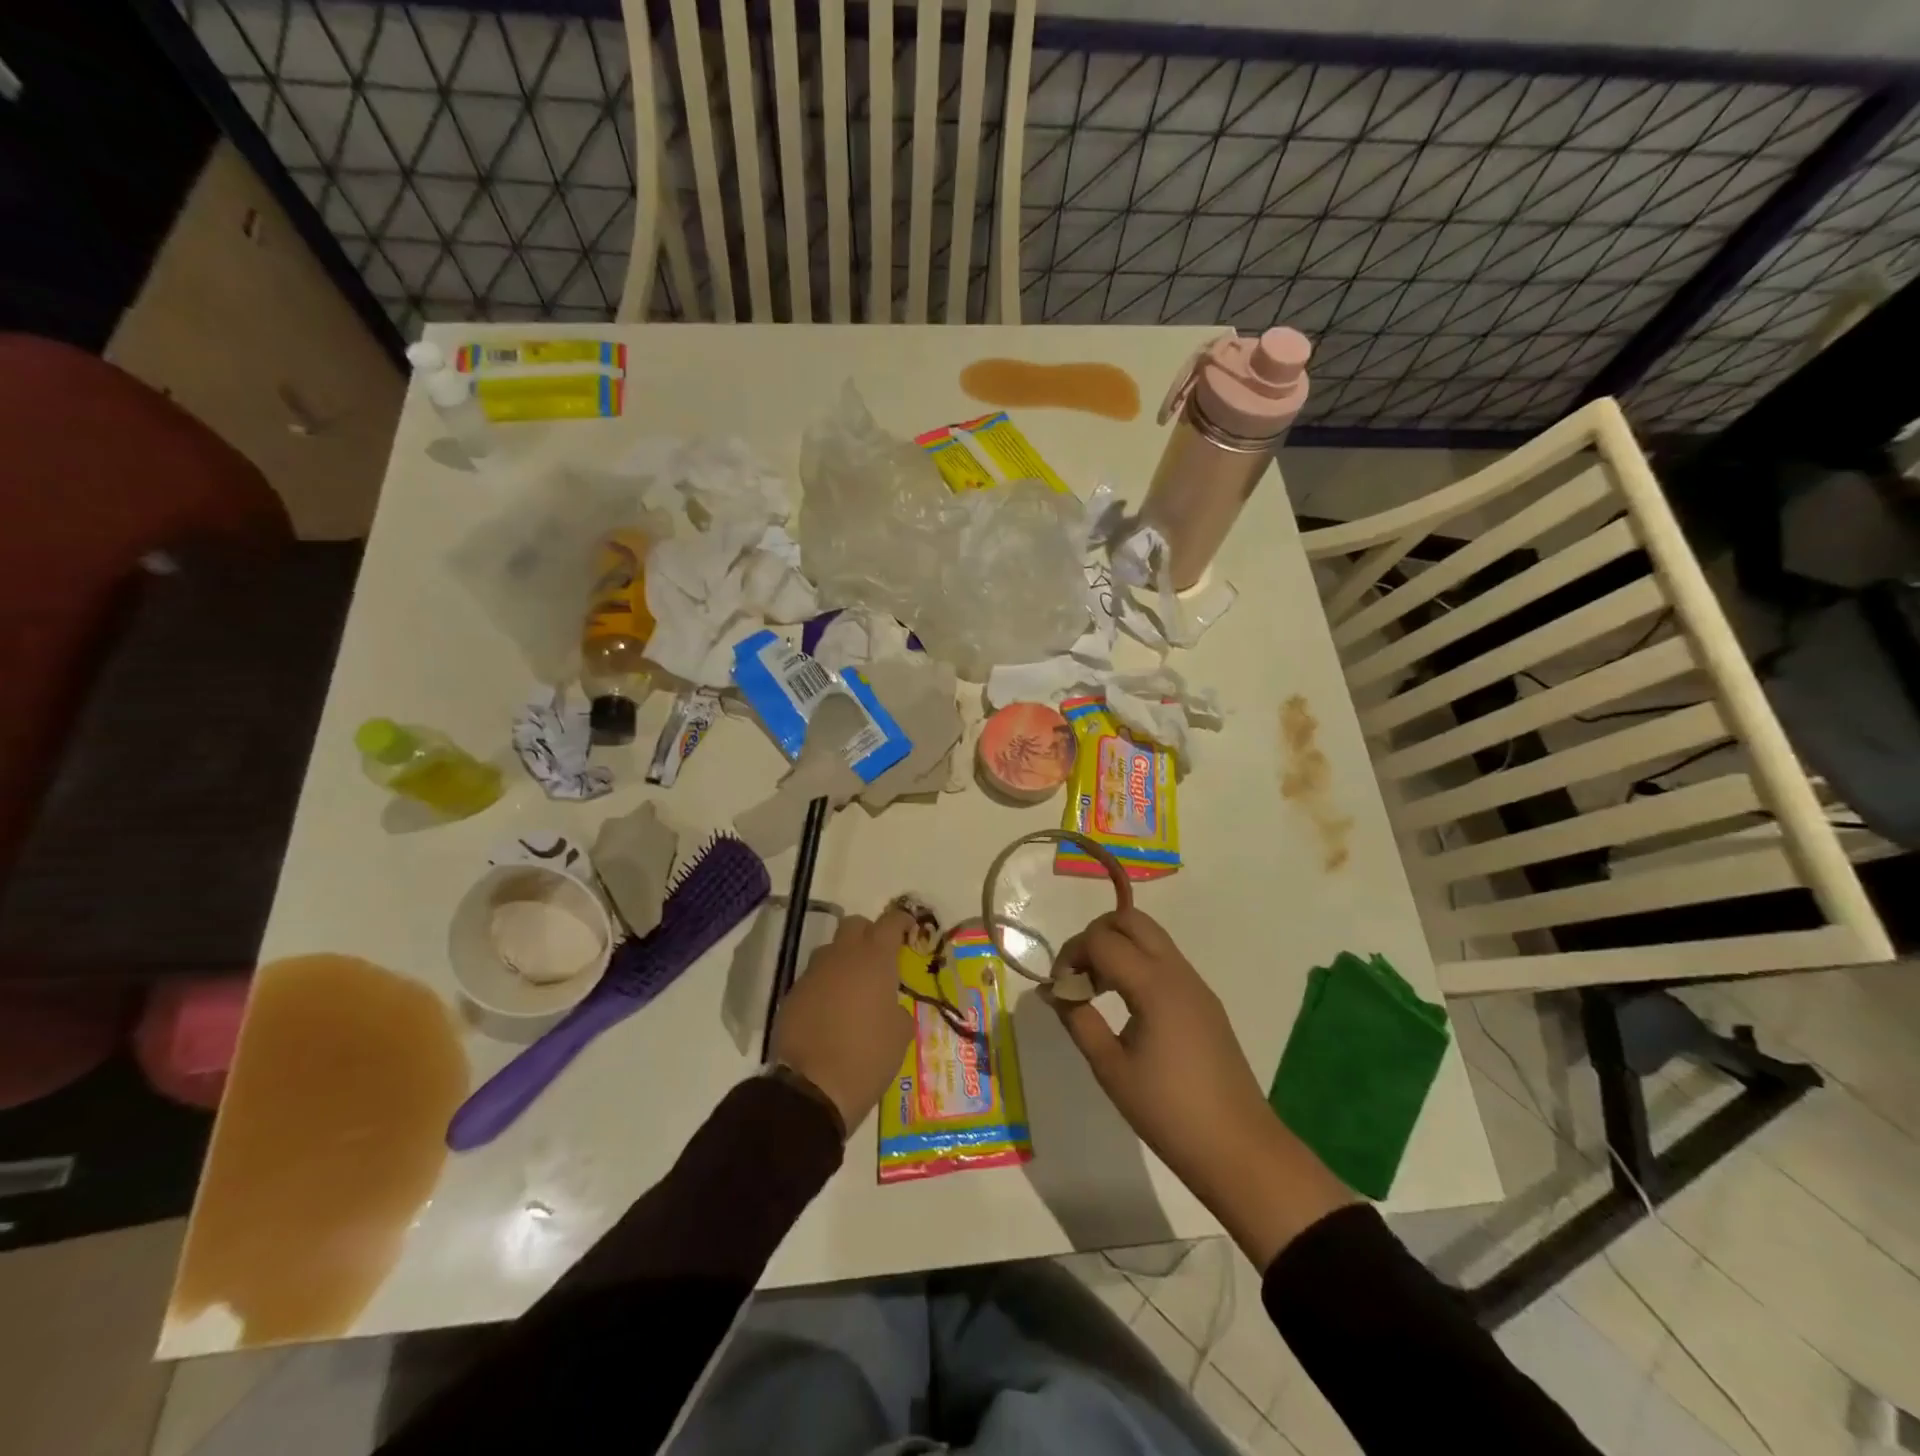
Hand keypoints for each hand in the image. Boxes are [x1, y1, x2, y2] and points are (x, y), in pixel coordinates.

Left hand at [769, 908, 915, 1134]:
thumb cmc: (867, 1057)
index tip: (909, 928)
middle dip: (868, 933)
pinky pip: (813, 978)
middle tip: (879, 957)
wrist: (811, 1088)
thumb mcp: (900, 1034)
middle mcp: (842, 957)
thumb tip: (888, 1005)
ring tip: (853, 987)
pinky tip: (831, 1010)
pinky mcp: (792, 994)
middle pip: (854, 924)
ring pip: (831, 950)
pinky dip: (825, 985)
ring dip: (844, 959)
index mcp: (875, 960)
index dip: (901, 921)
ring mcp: (813, 974)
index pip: (890, 922)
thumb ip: (897, 1008)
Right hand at [1052, 909, 1352, 1268]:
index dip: (1071, 954)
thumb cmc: (1168, 1112)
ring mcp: (1195, 984)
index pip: (1102, 940)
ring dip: (1117, 948)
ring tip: (1097, 990)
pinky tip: (1125, 1004)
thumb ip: (1078, 1019)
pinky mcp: (1204, 1001)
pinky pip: (1164, 960)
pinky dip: (1137, 964)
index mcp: (1155, 985)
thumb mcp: (1111, 1068)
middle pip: (1130, 920)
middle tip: (1079, 976)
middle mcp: (1177, 972)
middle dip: (1096, 936)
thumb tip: (1053, 990)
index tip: (1059, 989)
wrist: (1238, 1149)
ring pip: (1150, 936)